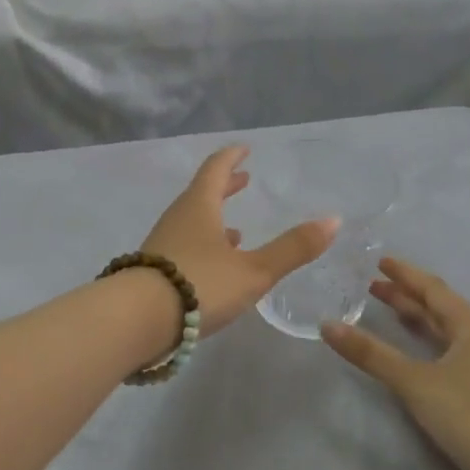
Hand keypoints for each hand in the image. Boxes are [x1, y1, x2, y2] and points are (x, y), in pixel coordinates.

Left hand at [141, 146, 337, 336]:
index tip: (244, 149)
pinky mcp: (153, 271)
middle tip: (243, 180)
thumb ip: (292, 248)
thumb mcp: (254, 270)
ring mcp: (161, 245)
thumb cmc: (199, 285)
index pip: (216, 169)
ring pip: (191, 223)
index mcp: (199, 206)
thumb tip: (333, 220)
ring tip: (236, 231)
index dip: (231, 158)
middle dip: (224, 187)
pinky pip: (183, 247)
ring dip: (213, 220)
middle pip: (201, 195)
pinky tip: (213, 267)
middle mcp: (177, 218)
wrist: (136, 320)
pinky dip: (202, 247)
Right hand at [321, 259, 469, 469]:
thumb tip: (327, 325)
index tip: (380, 262)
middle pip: (441, 309)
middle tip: (374, 288)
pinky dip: (428, 346)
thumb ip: (371, 354)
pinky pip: (451, 355)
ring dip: (419, 321)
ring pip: (447, 333)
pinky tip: (416, 357)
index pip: (433, 290)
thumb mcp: (414, 382)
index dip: (405, 275)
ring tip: (391, 314)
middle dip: (407, 297)